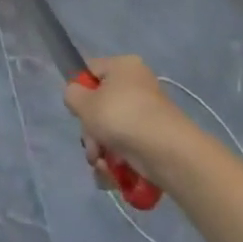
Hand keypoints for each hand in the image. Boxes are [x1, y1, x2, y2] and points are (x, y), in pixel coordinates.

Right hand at [61, 55, 198, 184]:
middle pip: (101, 105)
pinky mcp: (157, 141)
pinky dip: (119, 162)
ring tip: (103, 167)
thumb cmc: (123, 117)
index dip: (80, 92)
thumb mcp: (84, 102)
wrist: (170, 154)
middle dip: (91, 131)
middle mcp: (138, 86)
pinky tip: (114, 175)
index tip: (79, 113)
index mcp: (123, 66)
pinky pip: (130, 147)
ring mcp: (149, 115)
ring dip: (102, 151)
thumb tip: (78, 98)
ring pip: (113, 130)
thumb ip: (72, 95)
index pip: (90, 72)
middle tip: (92, 147)